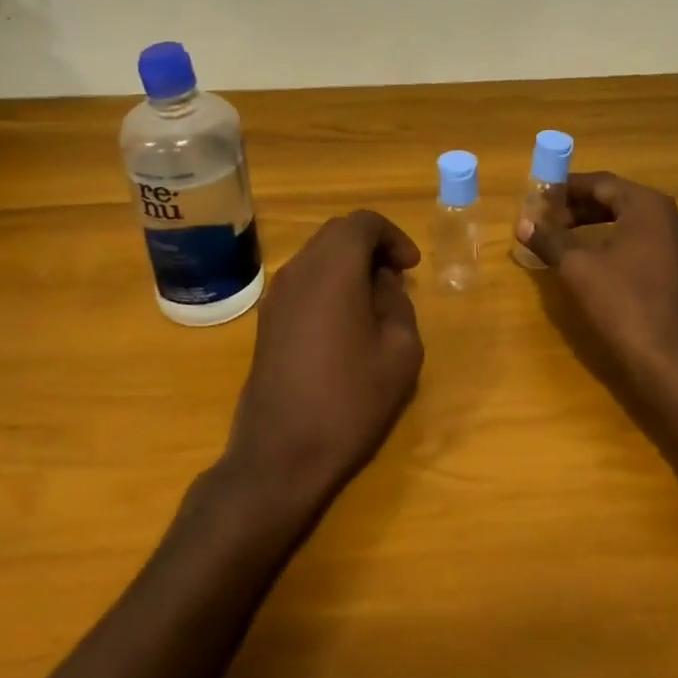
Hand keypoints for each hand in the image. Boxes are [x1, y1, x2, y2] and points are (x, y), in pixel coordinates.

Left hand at [222, 210, 423, 509]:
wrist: (280, 454)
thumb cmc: (349, 400)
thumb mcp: (400, 351)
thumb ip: (398, 303)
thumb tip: (383, 284)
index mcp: (333, 268)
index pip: (363, 223)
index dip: (393, 236)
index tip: (411, 267)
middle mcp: (299, 270)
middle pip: (337, 233)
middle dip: (371, 246)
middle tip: (397, 276)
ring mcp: (276, 295)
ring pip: (317, 256)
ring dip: (349, 265)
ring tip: (375, 300)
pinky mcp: (266, 320)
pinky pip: (303, 281)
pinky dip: (329, 283)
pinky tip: (346, 321)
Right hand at [519, 171, 677, 401]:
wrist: (675, 362)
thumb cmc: (624, 304)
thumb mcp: (578, 268)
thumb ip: (550, 240)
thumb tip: (523, 223)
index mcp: (649, 206)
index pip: (601, 183)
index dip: (567, 189)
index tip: (540, 197)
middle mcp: (673, 217)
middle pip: (619, 201)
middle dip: (580, 209)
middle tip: (549, 221)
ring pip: (634, 224)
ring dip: (599, 227)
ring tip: (567, 240)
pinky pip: (648, 245)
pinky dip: (619, 245)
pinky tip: (599, 264)